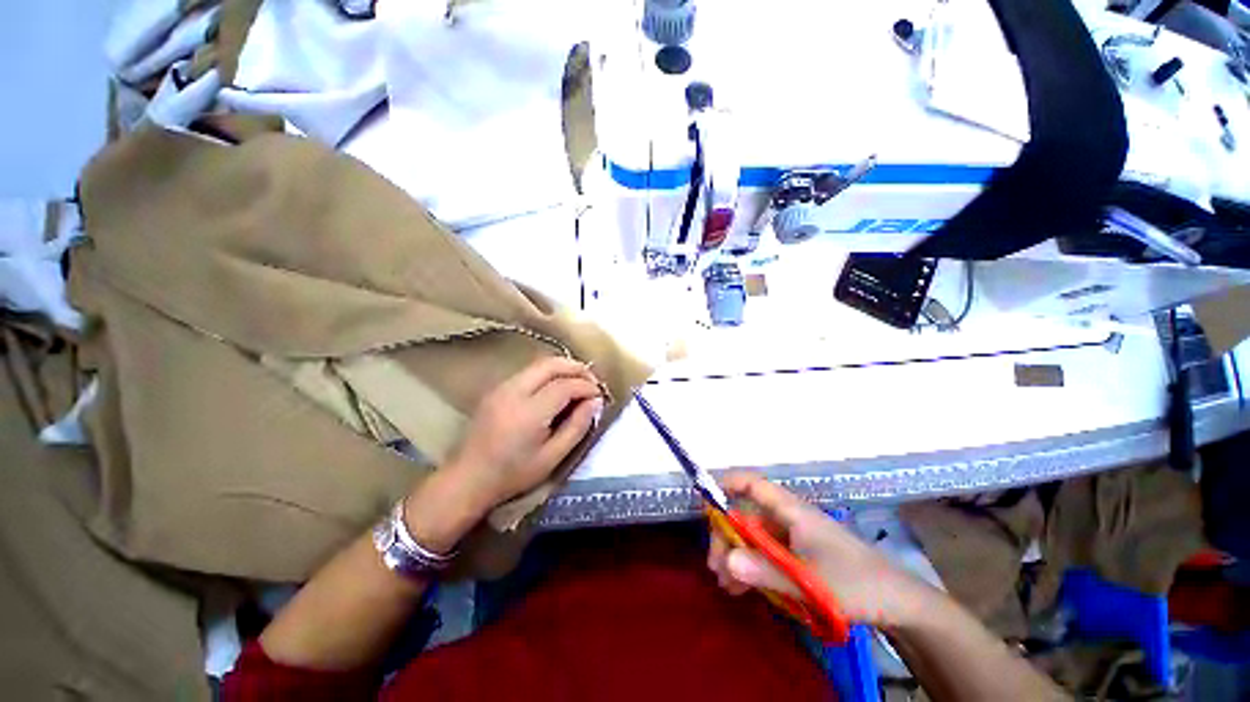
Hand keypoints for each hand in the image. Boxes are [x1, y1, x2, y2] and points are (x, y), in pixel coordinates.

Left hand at [407, 357, 603, 547]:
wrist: (468, 478)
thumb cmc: (513, 474)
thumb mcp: (552, 457)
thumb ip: (577, 427)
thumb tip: (595, 402)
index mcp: (529, 412)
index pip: (565, 385)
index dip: (587, 386)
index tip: (600, 396)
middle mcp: (514, 391)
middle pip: (551, 364)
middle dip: (577, 368)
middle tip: (593, 382)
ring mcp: (502, 387)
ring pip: (539, 363)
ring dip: (563, 367)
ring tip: (579, 382)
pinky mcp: (497, 389)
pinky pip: (529, 371)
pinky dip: (549, 372)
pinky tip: (557, 386)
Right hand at [707, 472, 931, 629]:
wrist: (898, 604)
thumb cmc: (856, 583)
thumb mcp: (810, 581)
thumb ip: (766, 571)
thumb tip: (725, 560)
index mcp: (790, 510)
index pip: (751, 483)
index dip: (725, 484)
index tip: (703, 502)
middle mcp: (786, 518)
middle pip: (745, 514)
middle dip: (726, 536)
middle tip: (716, 568)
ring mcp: (791, 538)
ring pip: (752, 537)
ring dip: (736, 556)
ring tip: (727, 585)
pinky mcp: (796, 557)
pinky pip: (764, 555)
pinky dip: (750, 568)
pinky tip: (743, 589)